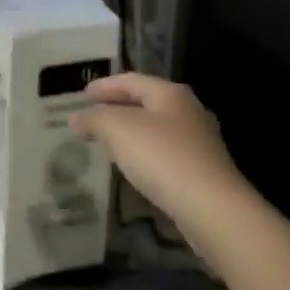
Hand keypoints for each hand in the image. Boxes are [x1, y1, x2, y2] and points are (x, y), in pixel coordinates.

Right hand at [71, 72, 248, 242]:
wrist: (213, 209)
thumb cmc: (163, 157)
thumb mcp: (118, 130)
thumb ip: (94, 119)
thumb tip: (76, 118)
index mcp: (170, 94)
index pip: (131, 80)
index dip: (104, 85)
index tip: (82, 94)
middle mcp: (188, 112)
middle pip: (147, 102)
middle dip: (118, 107)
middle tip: (93, 116)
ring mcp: (200, 143)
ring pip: (157, 129)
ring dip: (131, 132)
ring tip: (108, 142)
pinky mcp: (203, 172)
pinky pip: (166, 154)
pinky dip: (145, 155)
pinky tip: (134, 168)